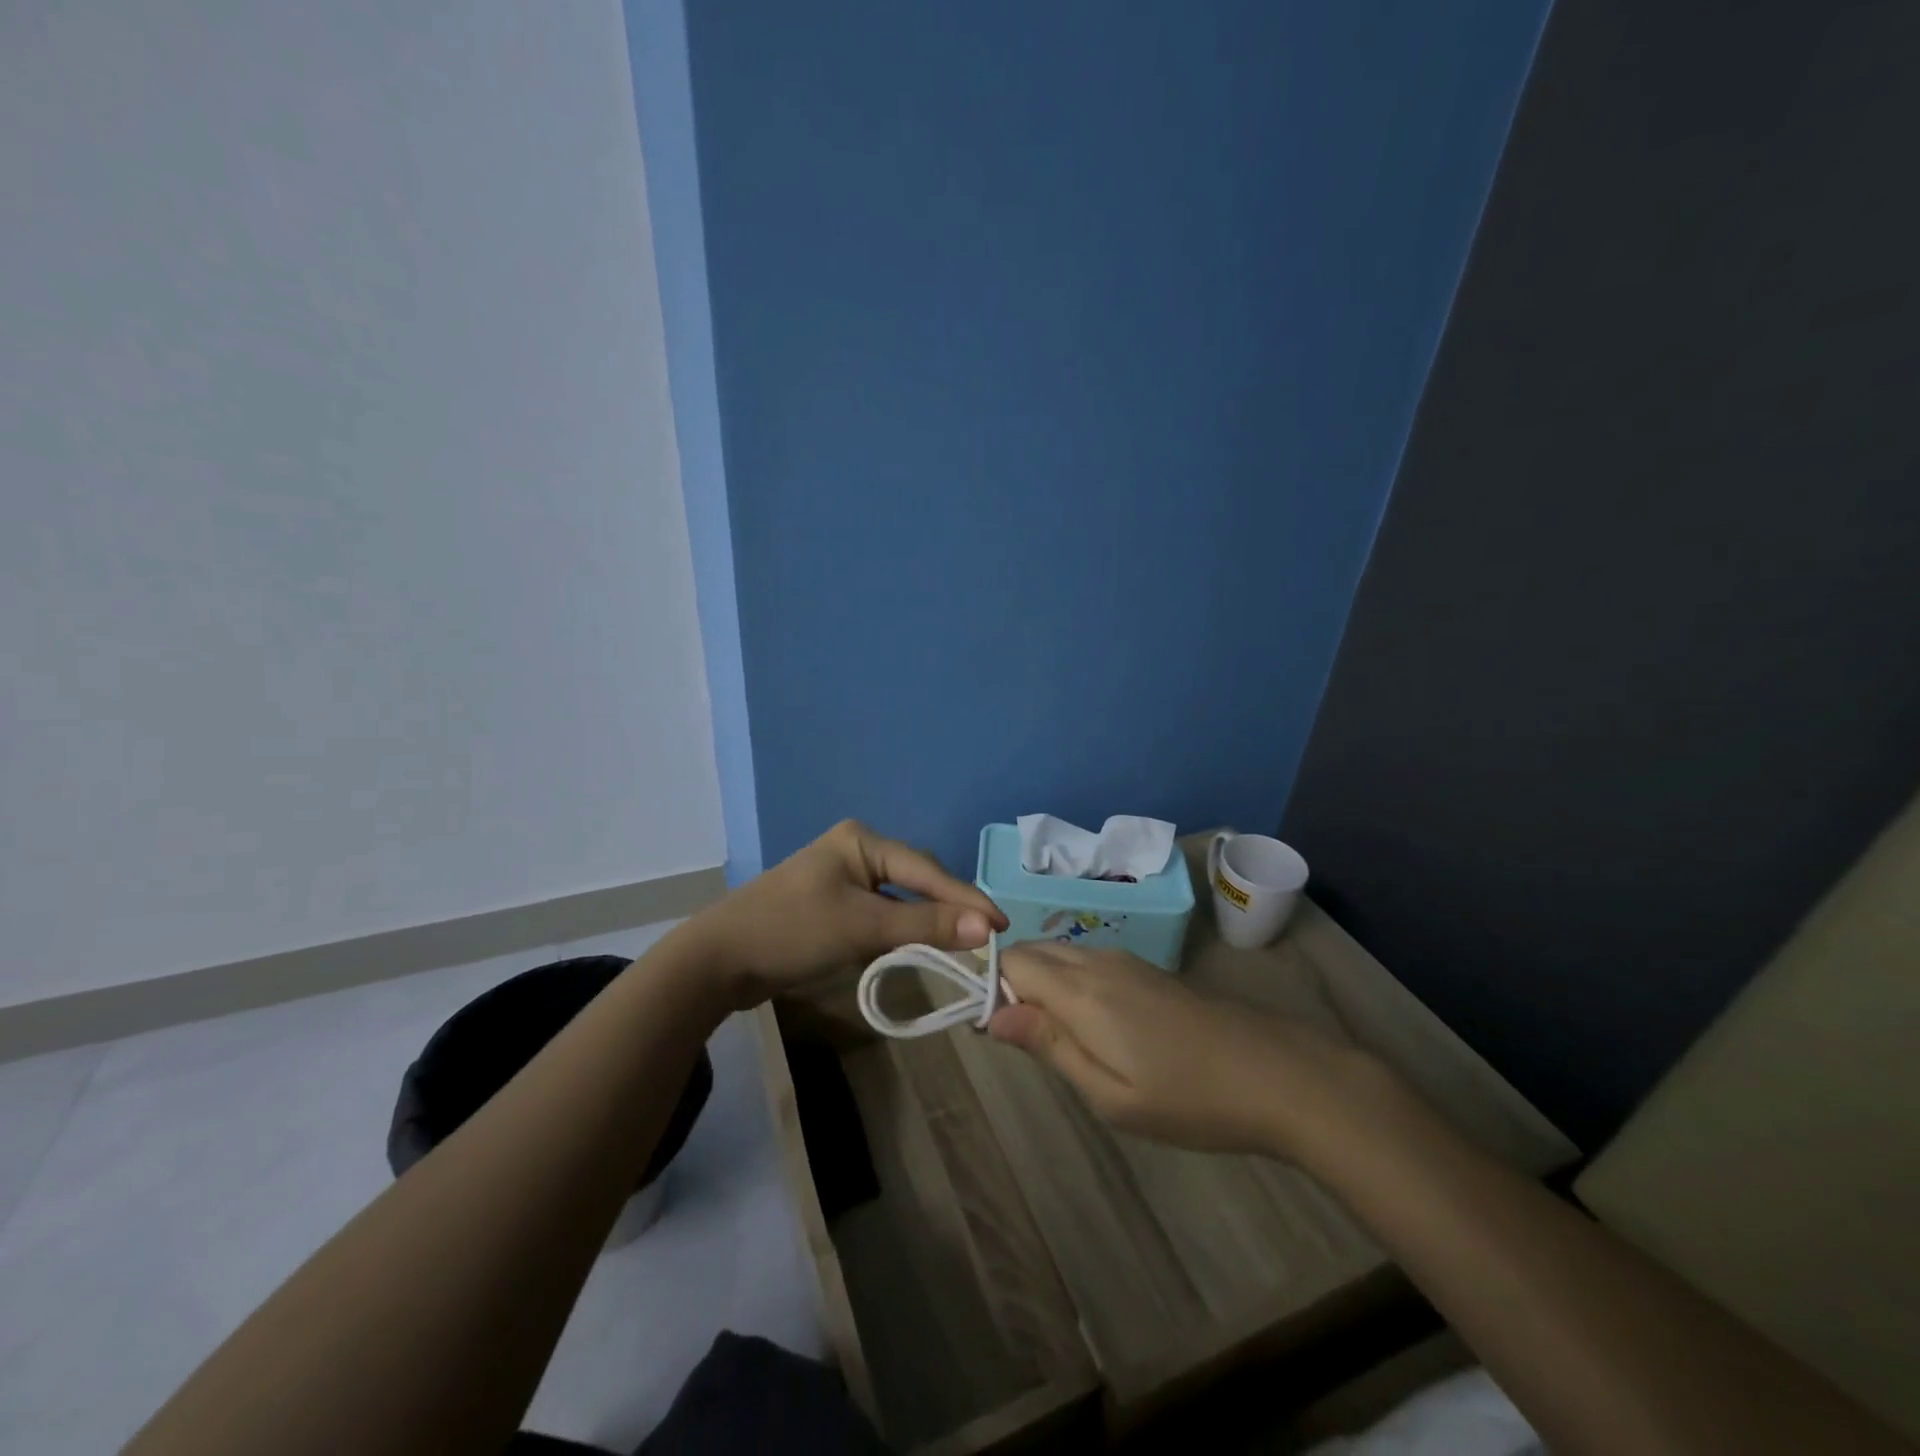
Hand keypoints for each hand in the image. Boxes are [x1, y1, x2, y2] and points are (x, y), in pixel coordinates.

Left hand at [682, 820, 1009, 1009]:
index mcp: (862, 840)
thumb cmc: (792, 931)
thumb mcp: (863, 926)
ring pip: (900, 896)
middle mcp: (855, 849)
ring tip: (963, 940)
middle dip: (950, 906)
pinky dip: (902, 927)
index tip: (1002, 926)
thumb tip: (987, 927)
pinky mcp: (832, 903)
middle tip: (985, 936)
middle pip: (916, 878)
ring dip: (927, 918)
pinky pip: (880, 911)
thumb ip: (926, 924)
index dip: (966, 899)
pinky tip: (918, 942)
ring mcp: (842, 876)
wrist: (718, 960)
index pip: (926, 869)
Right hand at [990, 942, 1373, 1157]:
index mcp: (1082, 991)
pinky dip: (1071, 983)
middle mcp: (1098, 961)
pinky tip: (1096, 1027)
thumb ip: (1049, 1046)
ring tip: (1062, 1042)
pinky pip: (1089, 962)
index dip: (993, 989)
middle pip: (1034, 952)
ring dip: (1043, 984)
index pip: (1012, 961)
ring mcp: (1127, 961)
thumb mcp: (1111, 1095)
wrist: (1278, 1073)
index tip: (998, 1033)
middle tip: (1030, 1044)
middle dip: (1014, 985)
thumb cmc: (1190, 1098)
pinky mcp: (1148, 969)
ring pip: (1061, 955)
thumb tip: (992, 1015)